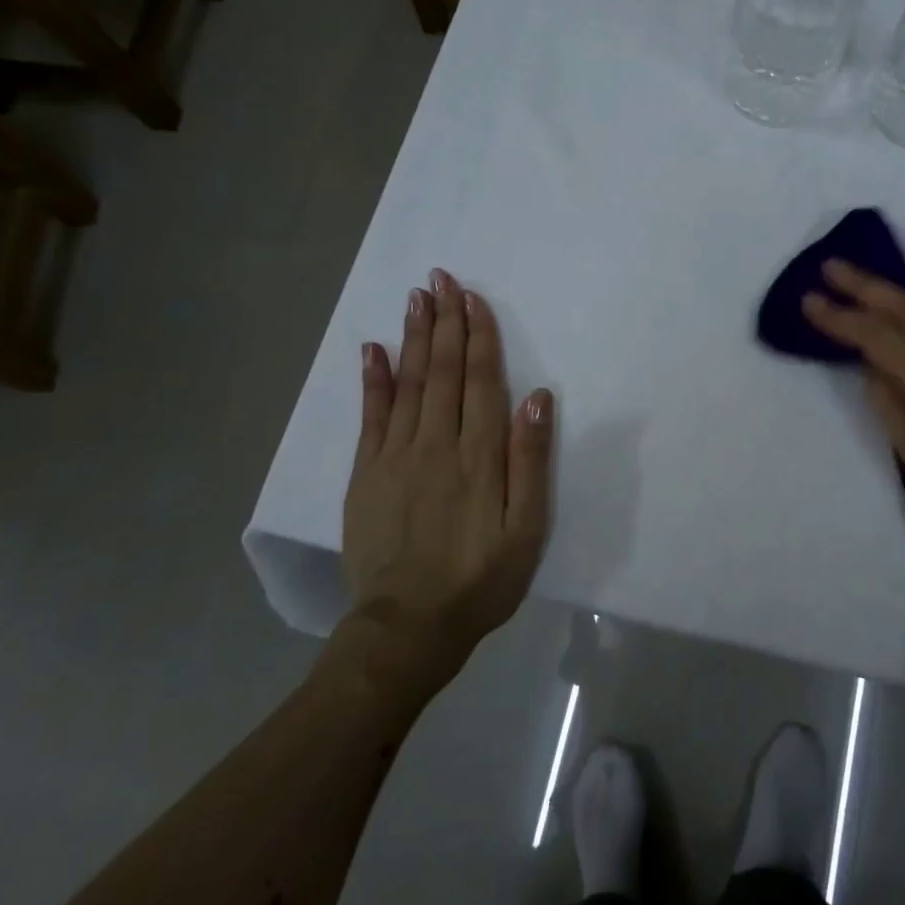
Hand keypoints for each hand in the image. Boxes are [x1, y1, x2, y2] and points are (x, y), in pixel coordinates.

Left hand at [342, 268, 554, 670]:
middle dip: (444, 322)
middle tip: (441, 278)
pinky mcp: (366, 474)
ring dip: (413, 337)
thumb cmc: (481, 578)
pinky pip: (370, 416)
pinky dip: (372, 379)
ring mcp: (395, 456)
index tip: (473, 298)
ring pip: (407, 383)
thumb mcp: (526, 529)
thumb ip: (531, 461)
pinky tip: (372, 349)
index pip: (479, 380)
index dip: (478, 336)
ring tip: (416, 298)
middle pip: (442, 371)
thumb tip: (538, 398)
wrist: (409, 626)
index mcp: (478, 455)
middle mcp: (436, 443)